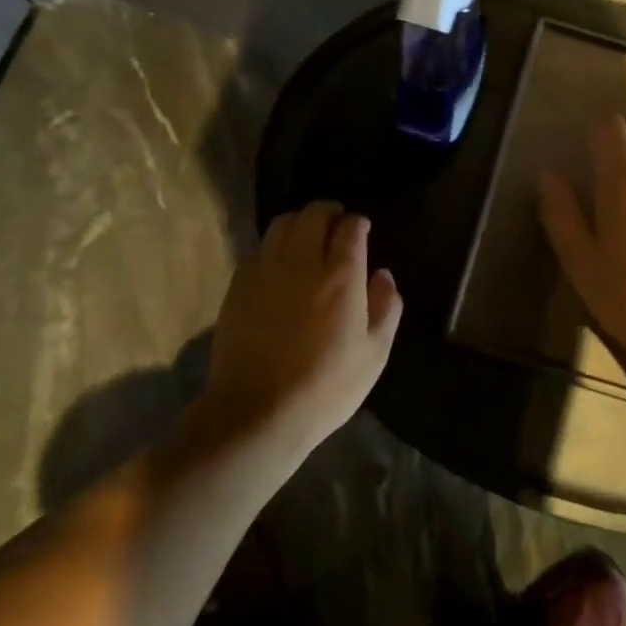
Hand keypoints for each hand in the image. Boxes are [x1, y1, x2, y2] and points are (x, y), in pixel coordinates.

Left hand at [205, 202, 402, 449]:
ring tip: (308, 239)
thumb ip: (387, 307)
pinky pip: (259, 249)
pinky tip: (280, 266)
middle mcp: (303, 261)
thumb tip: (382, 274)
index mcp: (342, 275)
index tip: (363, 231)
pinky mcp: (239, 286)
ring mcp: (266, 271)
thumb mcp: (375, 354)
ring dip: (300, 223)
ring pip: (282, 224)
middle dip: (329, 212)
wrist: (257, 412)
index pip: (351, 228)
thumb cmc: (326, 386)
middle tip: (337, 226)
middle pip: (314, 214)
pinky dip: (274, 247)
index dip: (359, 224)